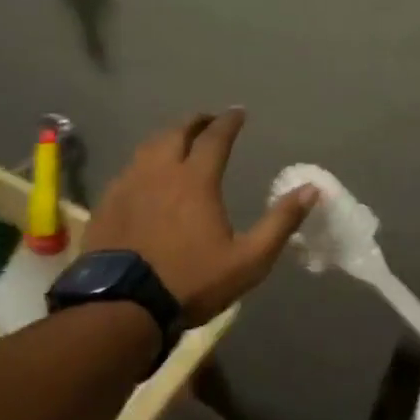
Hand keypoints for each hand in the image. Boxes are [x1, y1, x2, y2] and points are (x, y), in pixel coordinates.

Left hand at [83, 109, 317, 324]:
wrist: (123, 307)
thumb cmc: (192, 282)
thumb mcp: (249, 260)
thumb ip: (281, 222)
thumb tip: (312, 189)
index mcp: (195, 180)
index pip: (215, 138)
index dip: (229, 122)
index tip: (238, 112)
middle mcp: (160, 172)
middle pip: (176, 133)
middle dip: (195, 122)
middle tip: (207, 121)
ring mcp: (128, 186)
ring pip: (148, 148)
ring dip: (167, 138)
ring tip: (178, 141)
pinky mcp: (107, 204)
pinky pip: (128, 170)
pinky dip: (144, 162)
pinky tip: (146, 176)